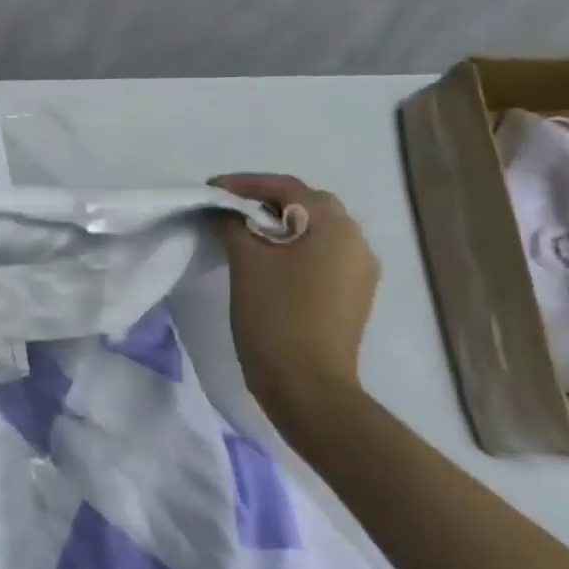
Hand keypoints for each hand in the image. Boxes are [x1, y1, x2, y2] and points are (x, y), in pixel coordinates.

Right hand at [211, 173, 379, 418]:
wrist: (307, 384)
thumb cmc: (275, 314)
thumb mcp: (245, 261)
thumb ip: (231, 224)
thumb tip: (221, 210)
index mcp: (335, 226)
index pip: (286, 187)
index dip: (244, 184)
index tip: (209, 190)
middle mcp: (356, 241)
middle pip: (306, 205)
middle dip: (264, 202)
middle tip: (225, 209)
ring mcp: (359, 271)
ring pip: (314, 232)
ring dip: (279, 226)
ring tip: (241, 234)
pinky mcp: (352, 295)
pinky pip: (320, 256)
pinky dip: (292, 249)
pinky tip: (266, 263)